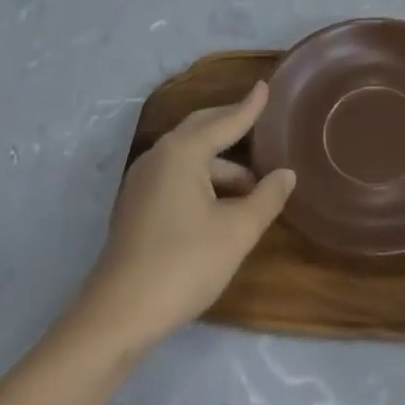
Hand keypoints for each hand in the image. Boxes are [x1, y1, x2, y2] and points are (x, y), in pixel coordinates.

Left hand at [67, 82, 294, 357]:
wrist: (117, 318)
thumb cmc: (183, 264)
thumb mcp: (237, 232)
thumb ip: (266, 198)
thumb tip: (286, 174)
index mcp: (183, 152)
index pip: (225, 121)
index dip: (249, 107)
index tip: (266, 86)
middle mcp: (159, 156)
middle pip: (202, 129)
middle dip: (231, 124)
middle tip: (259, 120)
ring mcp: (142, 182)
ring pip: (189, 157)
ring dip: (221, 163)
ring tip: (252, 185)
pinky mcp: (136, 207)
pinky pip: (176, 175)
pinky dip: (202, 178)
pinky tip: (220, 203)